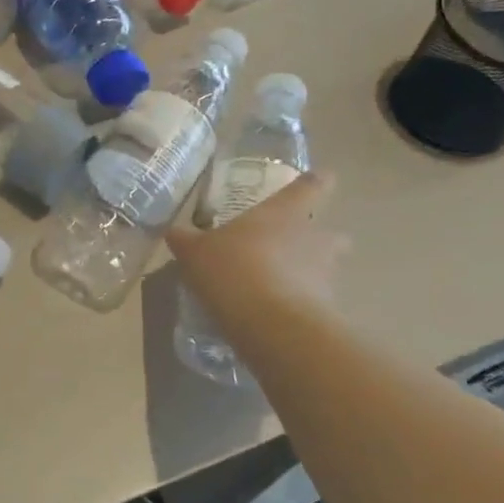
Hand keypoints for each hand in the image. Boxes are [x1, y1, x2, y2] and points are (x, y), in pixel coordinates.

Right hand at [167, 172, 348, 335]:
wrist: (271, 324)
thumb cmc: (233, 269)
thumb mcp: (195, 252)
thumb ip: (185, 239)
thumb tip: (172, 231)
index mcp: (284, 212)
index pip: (311, 186)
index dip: (317, 181)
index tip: (321, 178)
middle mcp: (312, 237)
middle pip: (330, 231)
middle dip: (320, 236)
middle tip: (297, 242)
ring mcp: (325, 273)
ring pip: (328, 266)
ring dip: (313, 270)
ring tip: (286, 281)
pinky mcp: (327, 308)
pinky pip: (317, 299)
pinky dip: (304, 302)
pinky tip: (280, 312)